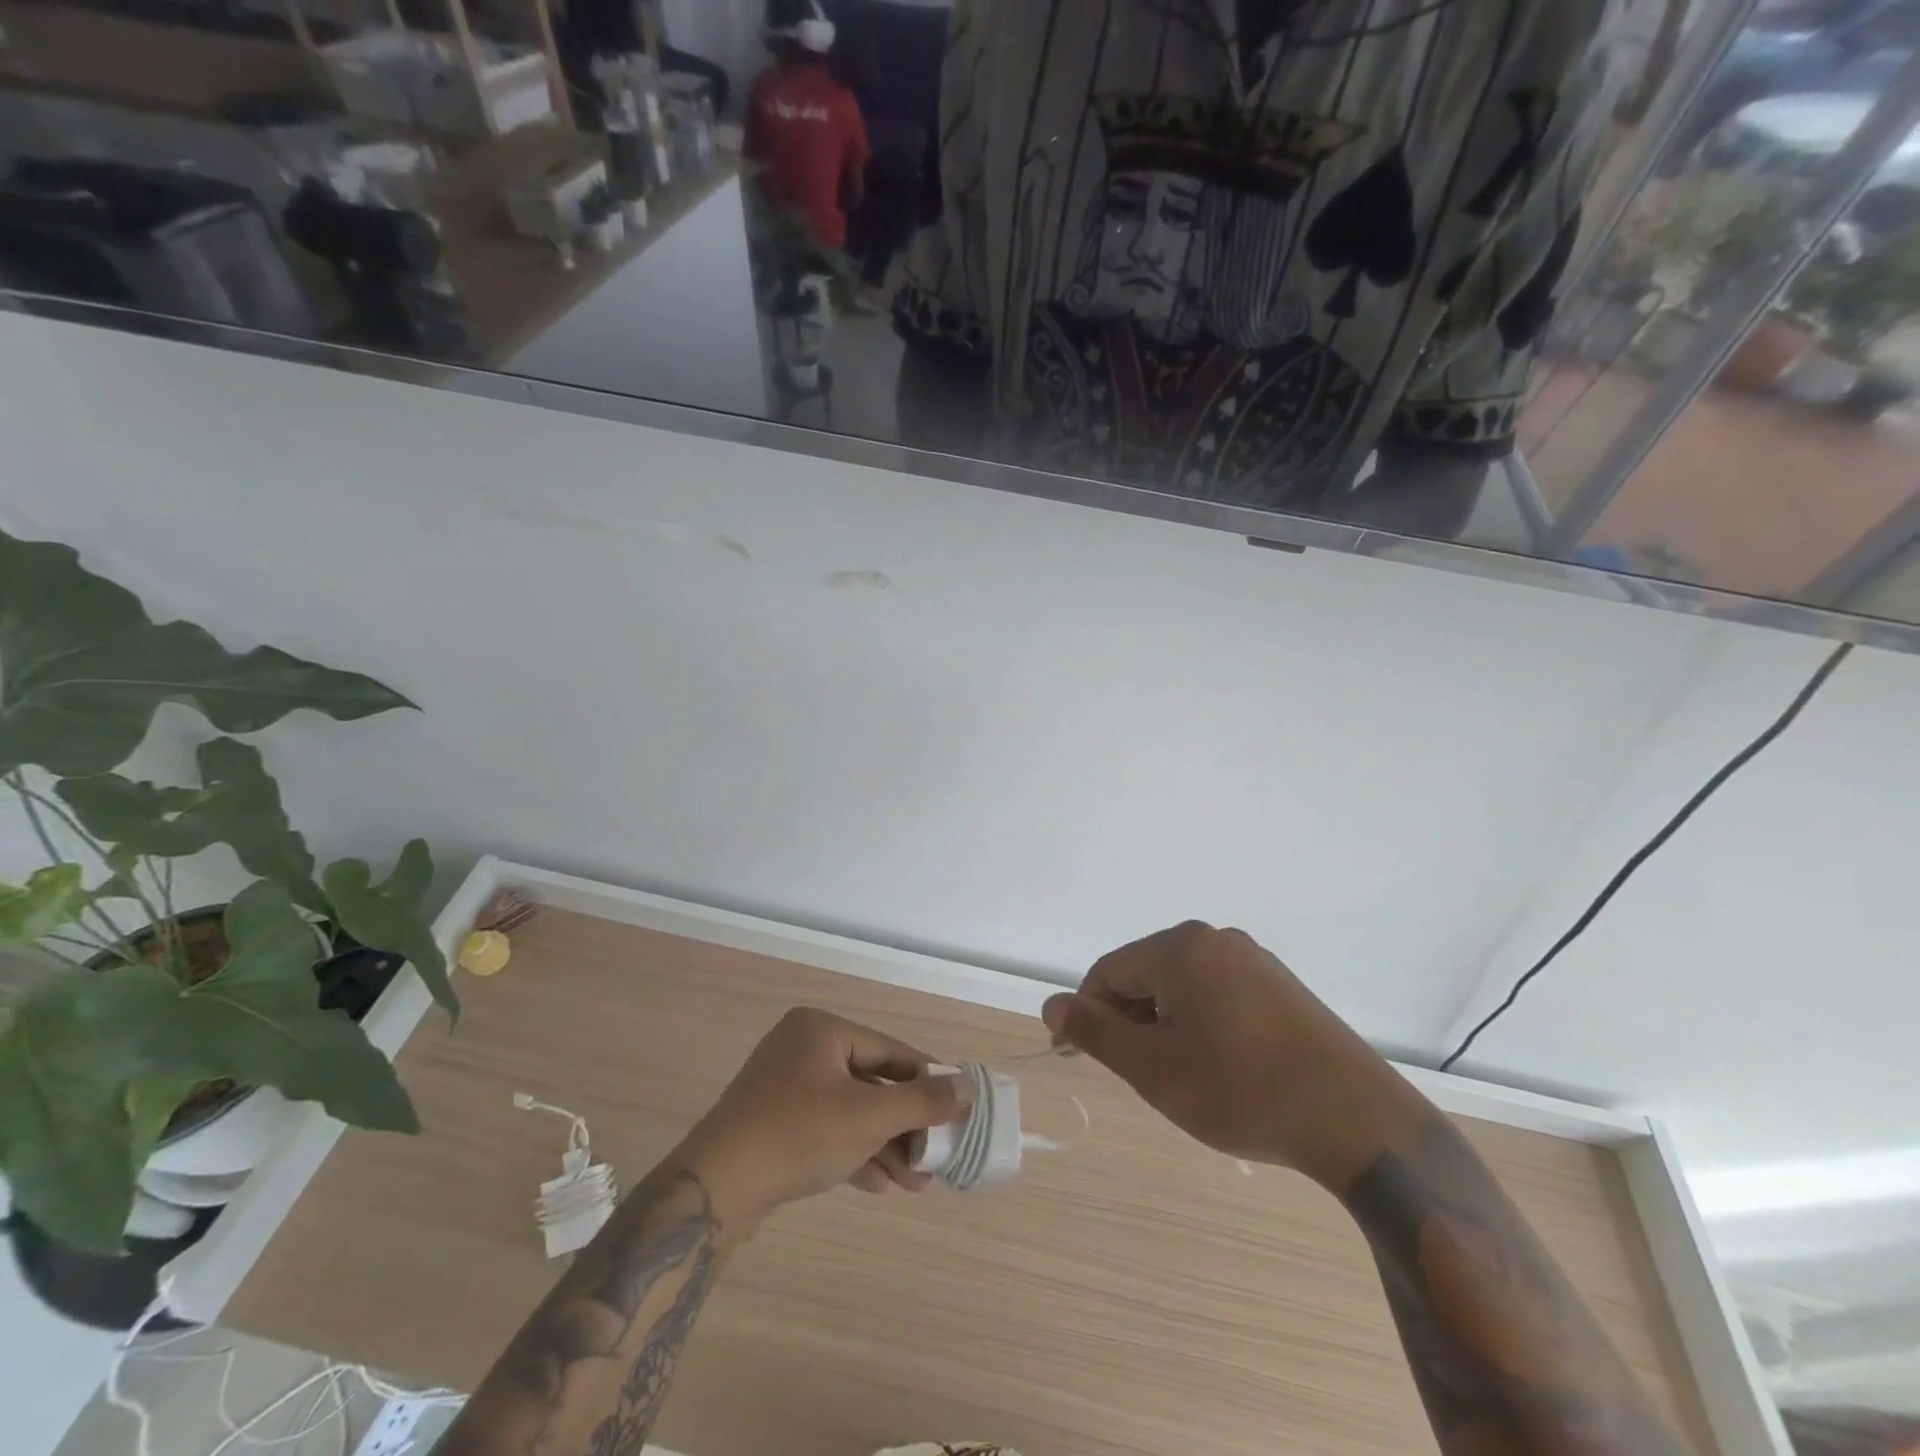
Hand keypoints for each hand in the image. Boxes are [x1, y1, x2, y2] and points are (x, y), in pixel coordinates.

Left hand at [671, 1007, 970, 1230]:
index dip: (926, 1079)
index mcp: (821, 1030)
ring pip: (849, 1112)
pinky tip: (880, 1184)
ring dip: (884, 1145)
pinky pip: (826, 1131)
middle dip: (904, 1125)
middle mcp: (801, 1050)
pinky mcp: (773, 1125)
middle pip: (870, 1083)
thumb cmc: (799, 1134)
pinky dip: (853, 1153)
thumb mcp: (869, 1116)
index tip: (957, 1106)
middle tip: (936, 1155)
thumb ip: (922, 1101)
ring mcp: (783, 1089)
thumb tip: (967, 1088)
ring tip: (916, 1183)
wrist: (714, 1191)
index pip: (889, 1050)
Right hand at [1042, 922, 1424, 1191]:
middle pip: (1146, 974)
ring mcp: (1254, 961)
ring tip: (1182, 1077)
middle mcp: (1216, 939)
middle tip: (1140, 1075)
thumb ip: (1095, 1031)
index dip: (1087, 1014)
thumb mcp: (1153, 1067)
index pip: (1108, 972)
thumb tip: (1052, 1004)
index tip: (1079, 1056)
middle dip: (1131, 1021)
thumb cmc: (1241, 1090)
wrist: (1357, 1121)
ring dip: (1165, 1026)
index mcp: (1180, 947)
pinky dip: (1201, 1025)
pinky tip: (1220, 1068)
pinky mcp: (1282, 987)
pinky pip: (1218, 995)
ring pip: (1182, 987)